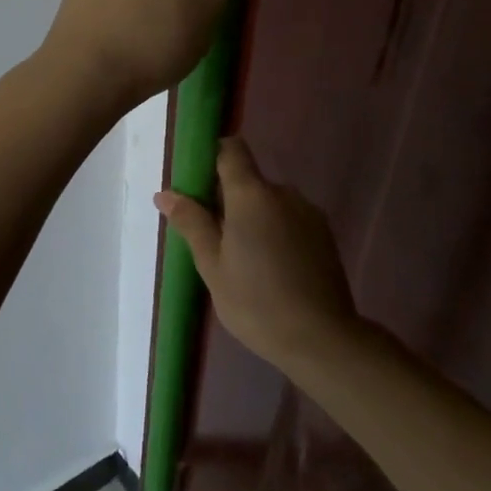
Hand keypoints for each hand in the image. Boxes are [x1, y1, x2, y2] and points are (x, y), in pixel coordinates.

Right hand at [156, 137, 359, 369]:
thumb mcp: (211, 264)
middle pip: (248, 181)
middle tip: (213, 240)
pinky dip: (275, 233)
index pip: (230, 149)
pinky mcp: (325, 236)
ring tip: (243, 261)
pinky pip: (289, 220)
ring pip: (269, 203)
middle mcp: (283, 193)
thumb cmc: (255, 301)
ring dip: (252, 219)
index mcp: (251, 194)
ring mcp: (308, 214)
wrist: (322, 340)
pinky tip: (270, 270)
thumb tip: (166, 193)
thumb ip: (191, 222)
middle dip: (227, 200)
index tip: (197, 185)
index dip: (211, 157)